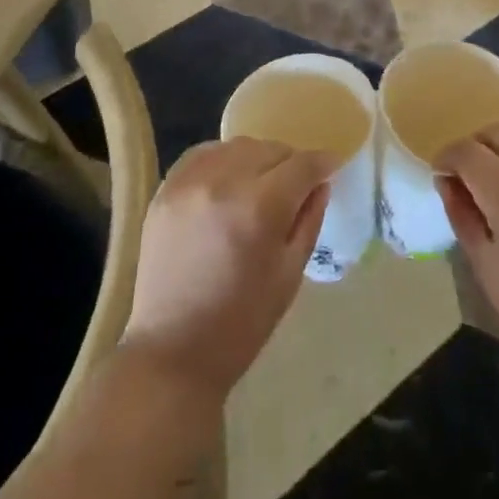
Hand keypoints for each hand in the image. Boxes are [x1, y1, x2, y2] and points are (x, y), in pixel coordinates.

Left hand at [121, 137, 332, 399]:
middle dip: (291, 163)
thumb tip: (321, 183)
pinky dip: (223, 160)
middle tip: (296, 185)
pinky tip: (228, 182)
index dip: (323, 162)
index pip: (301, 165)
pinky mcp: (165, 188)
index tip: (332, 166)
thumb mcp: (290, 274)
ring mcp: (189, 182)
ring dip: (257, 159)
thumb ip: (309, 219)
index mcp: (259, 208)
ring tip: (261, 184)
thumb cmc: (241, 323)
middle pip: (270, 149)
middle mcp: (223, 182)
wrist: (172, 352)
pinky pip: (203, 154)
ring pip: (237, 146)